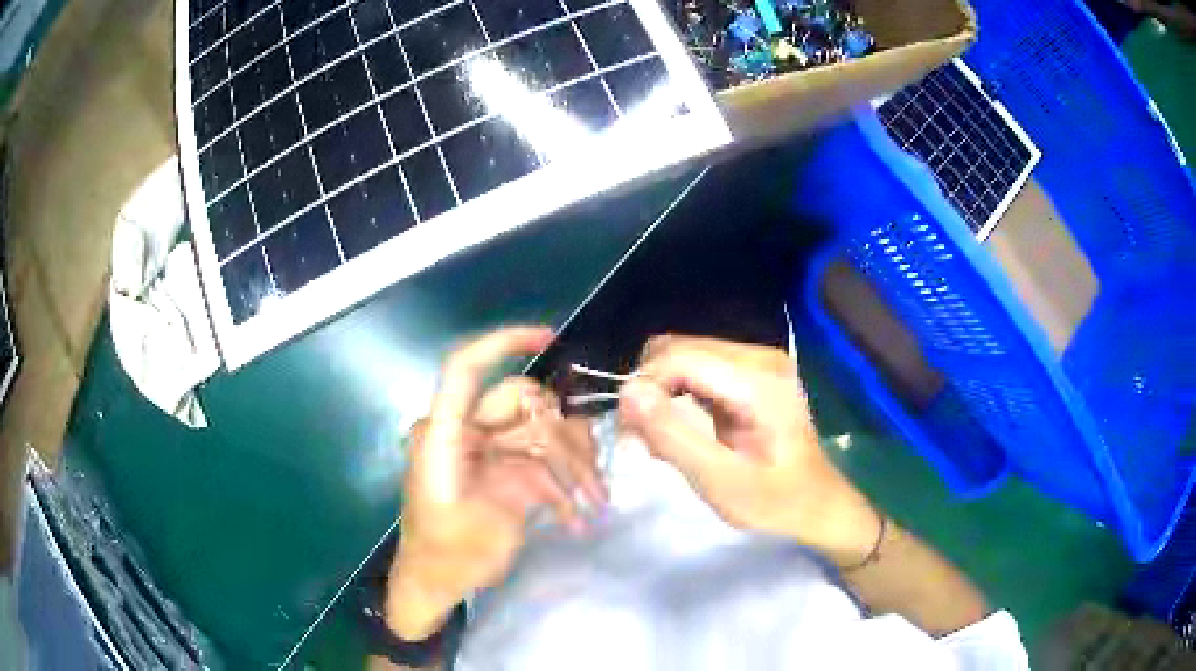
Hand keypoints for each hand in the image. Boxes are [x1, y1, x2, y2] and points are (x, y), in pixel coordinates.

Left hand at [386, 327, 605, 639]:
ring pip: (539, 434)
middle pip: (522, 406)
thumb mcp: (487, 521)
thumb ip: (519, 474)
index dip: (502, 342)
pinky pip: (541, 463)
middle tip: (590, 483)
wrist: (438, 585)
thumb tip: (550, 428)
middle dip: (562, 439)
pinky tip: (577, 517)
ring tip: (593, 503)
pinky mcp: (502, 471)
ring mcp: (488, 452)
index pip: (465, 369)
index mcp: (445, 434)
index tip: (549, 338)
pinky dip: (562, 486)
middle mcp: (467, 433)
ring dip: (571, 467)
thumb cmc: (449, 556)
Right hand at [619, 336, 878, 565]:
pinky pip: (697, 369)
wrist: (816, 504)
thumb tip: (627, 393)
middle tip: (641, 439)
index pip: (679, 357)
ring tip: (659, 440)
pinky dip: (677, 396)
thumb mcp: (719, 480)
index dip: (643, 387)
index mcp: (758, 379)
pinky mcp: (751, 373)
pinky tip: (679, 430)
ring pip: (682, 356)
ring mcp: (757, 361)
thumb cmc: (774, 501)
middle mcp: (758, 356)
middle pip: (678, 349)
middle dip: (649, 390)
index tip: (629, 433)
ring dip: (660, 394)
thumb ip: (672, 435)